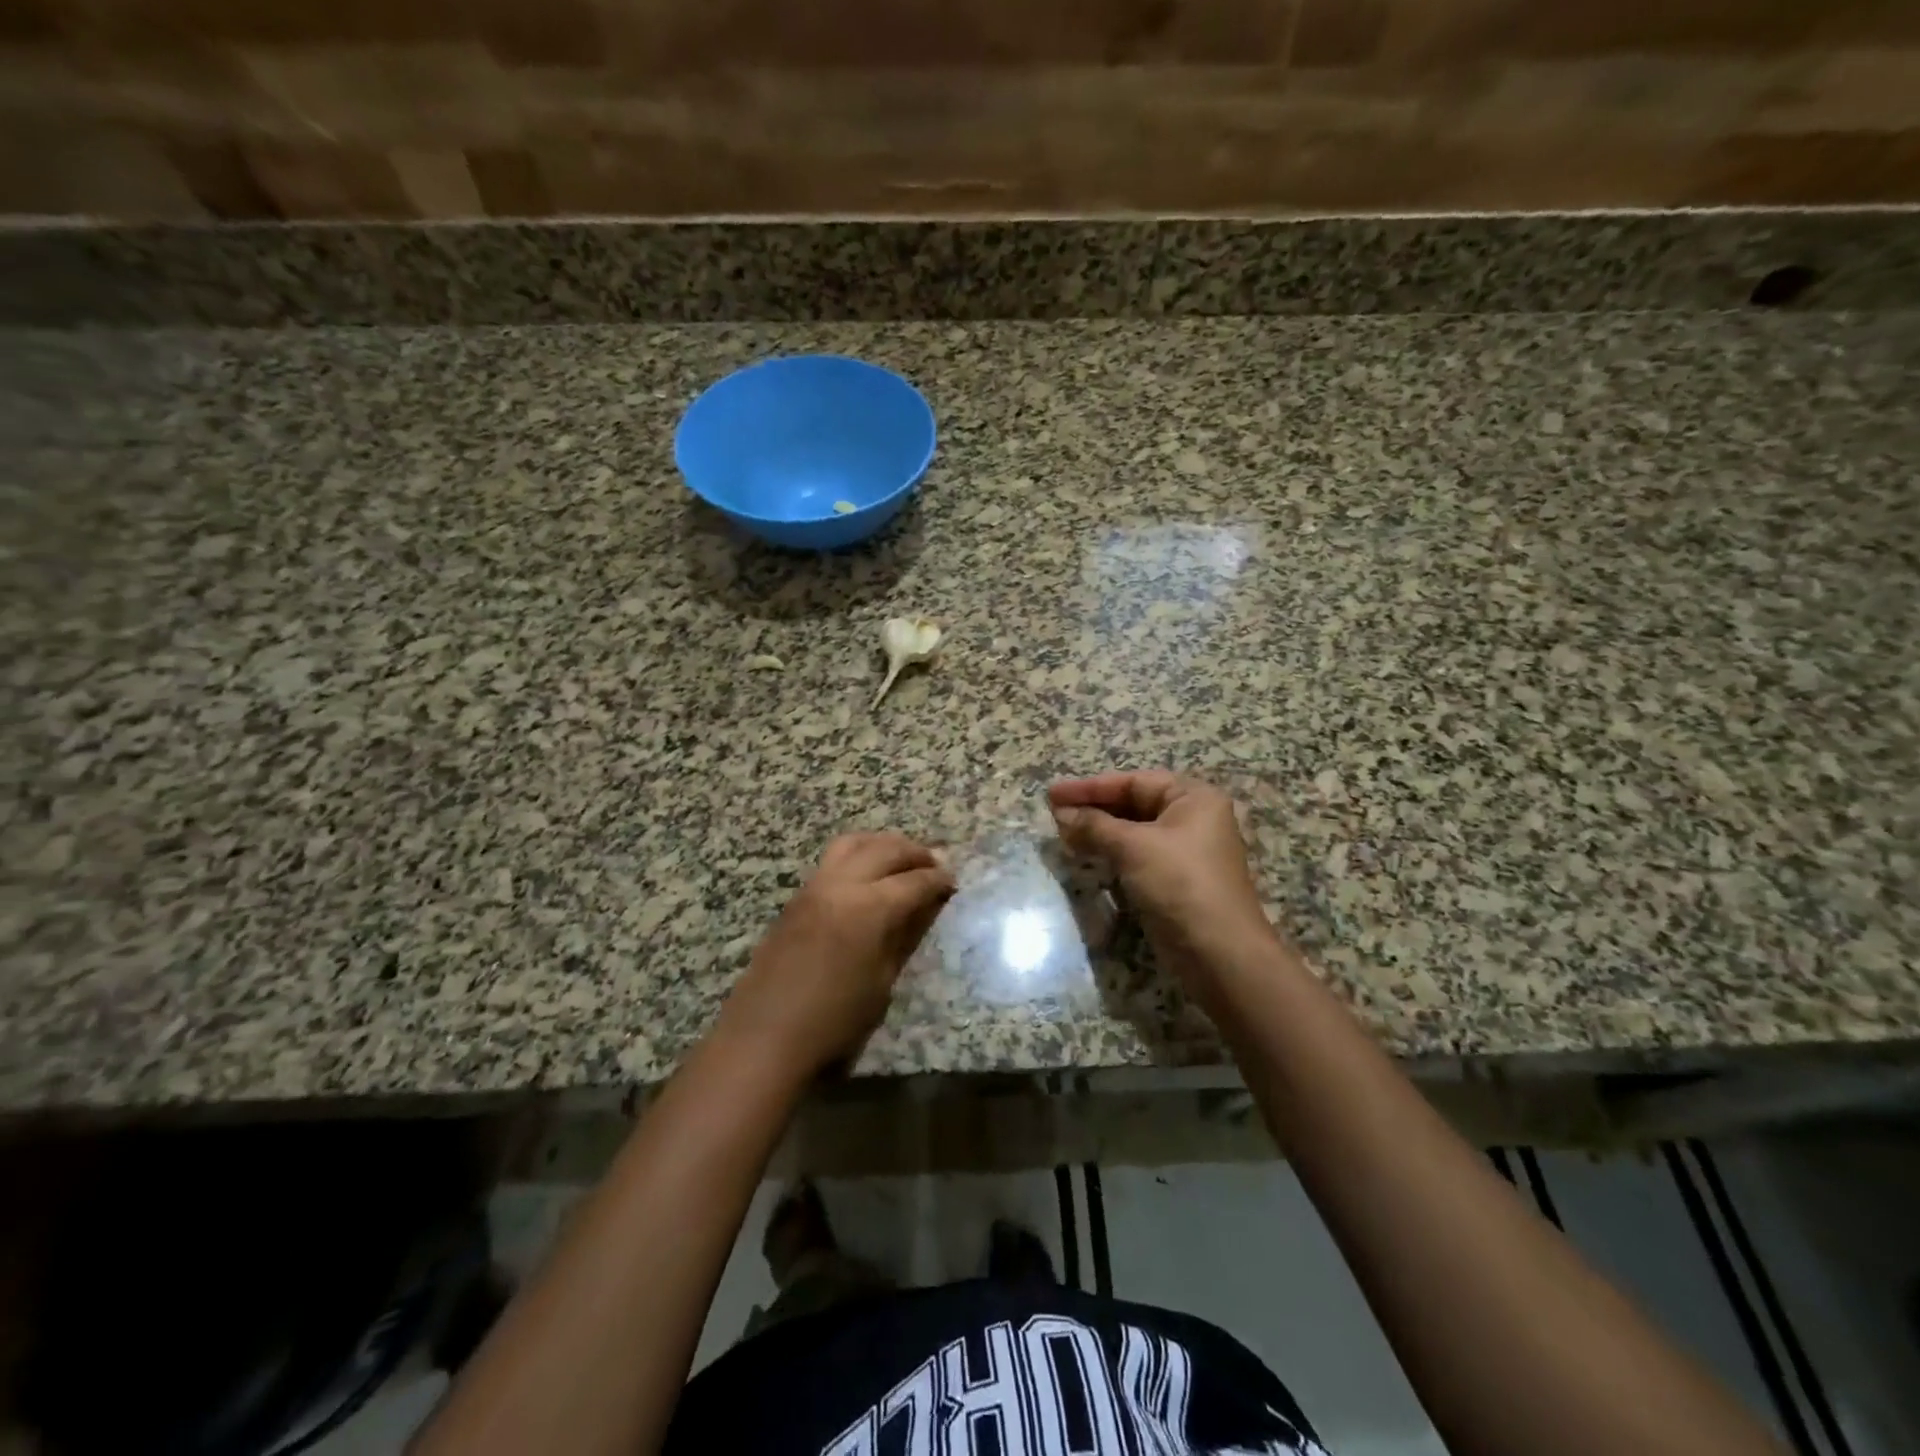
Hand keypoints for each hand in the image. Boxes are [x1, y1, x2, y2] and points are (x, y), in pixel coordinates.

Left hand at [718, 832, 954, 1078]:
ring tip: (901, 858)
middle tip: (935, 863)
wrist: (766, 1036)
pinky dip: (858, 855)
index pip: (915, 881)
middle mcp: (842, 884)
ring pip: (854, 843)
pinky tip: (868, 874)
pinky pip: (833, 859)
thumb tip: (925, 908)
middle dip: (915, 853)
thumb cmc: (834, 1020)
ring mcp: (815, 886)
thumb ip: (904, 936)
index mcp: (869, 908)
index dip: (938, 880)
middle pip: (886, 850)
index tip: (953, 882)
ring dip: (883, 844)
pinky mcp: (797, 897)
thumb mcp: (882, 981)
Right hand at [1049, 772, 1275, 969]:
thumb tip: (1061, 814)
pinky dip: (1110, 852)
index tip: (1053, 793)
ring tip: (1062, 833)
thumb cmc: (1180, 883)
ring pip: (1132, 831)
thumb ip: (1094, 826)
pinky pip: (1136, 855)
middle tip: (1053, 813)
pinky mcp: (1173, 879)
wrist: (1218, 952)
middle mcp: (1192, 818)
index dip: (1090, 787)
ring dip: (1097, 831)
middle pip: (1133, 804)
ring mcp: (1183, 851)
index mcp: (1193, 798)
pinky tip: (1084, 853)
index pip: (1133, 782)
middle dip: (1093, 809)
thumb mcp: (1134, 847)